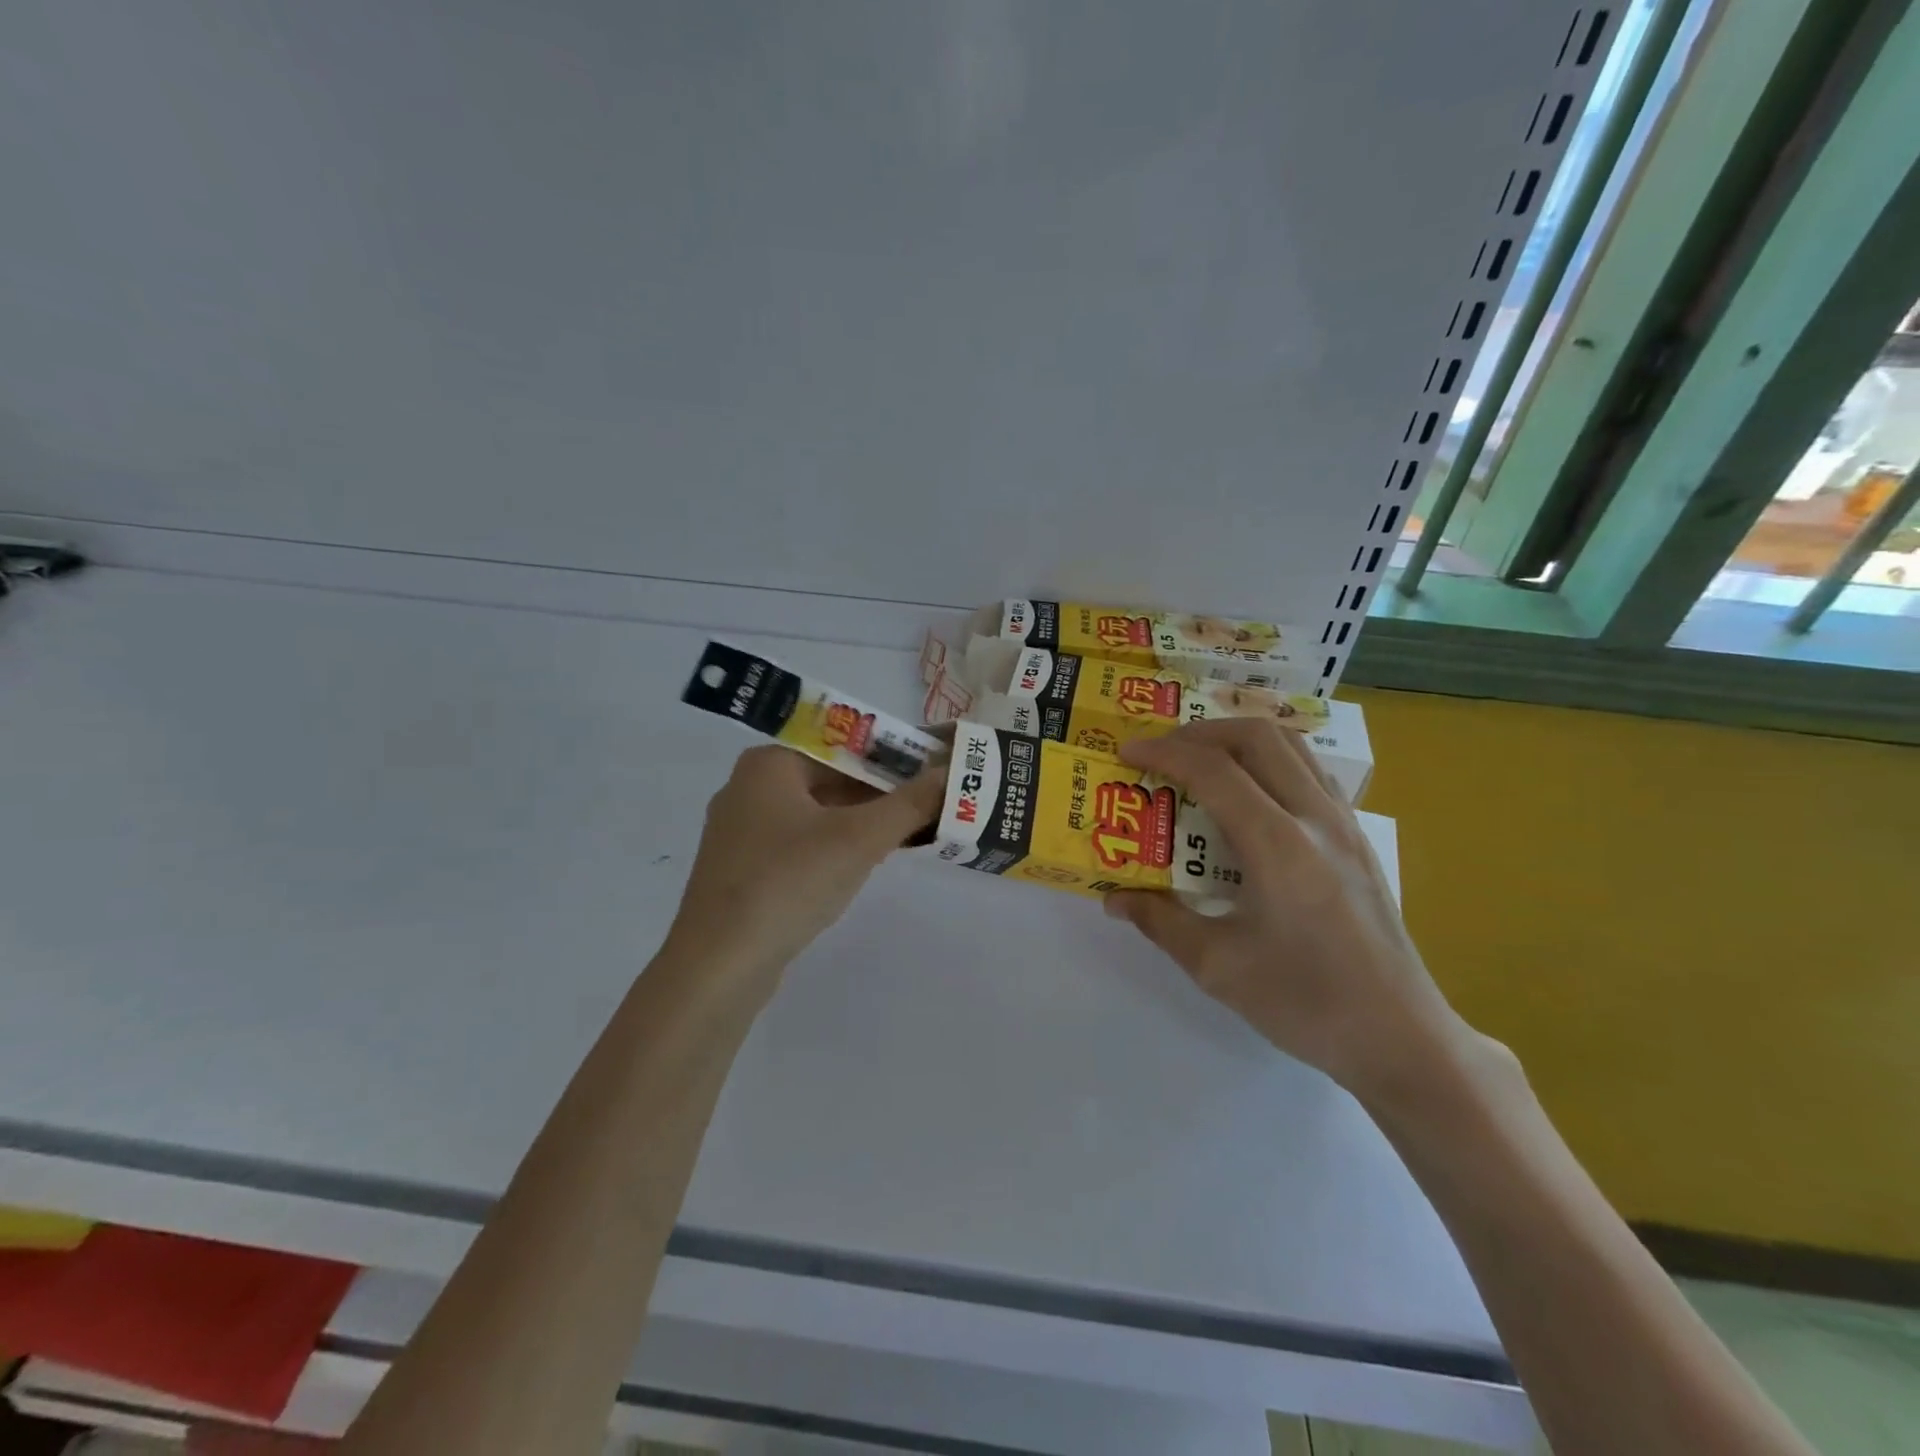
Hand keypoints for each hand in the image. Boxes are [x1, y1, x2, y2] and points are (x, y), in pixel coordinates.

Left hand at [665, 745, 944, 989]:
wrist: (719, 966)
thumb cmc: (789, 882)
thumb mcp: (859, 839)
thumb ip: (910, 803)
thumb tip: (953, 772)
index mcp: (769, 763)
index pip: (844, 746)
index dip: (893, 759)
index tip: (931, 776)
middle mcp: (748, 787)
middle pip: (829, 778)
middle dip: (878, 794)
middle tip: (924, 808)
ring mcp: (740, 832)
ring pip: (814, 813)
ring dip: (858, 823)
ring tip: (903, 836)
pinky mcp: (741, 870)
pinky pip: (798, 844)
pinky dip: (831, 848)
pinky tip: (858, 867)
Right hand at [1104, 718, 1473, 1099]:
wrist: (1401, 1037)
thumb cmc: (1305, 1003)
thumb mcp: (1217, 967)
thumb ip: (1160, 922)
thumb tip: (1113, 898)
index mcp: (1278, 846)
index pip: (1213, 771)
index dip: (1163, 753)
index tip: (1126, 754)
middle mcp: (1315, 819)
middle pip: (1256, 737)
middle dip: (1199, 733)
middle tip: (1161, 753)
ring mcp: (1344, 824)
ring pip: (1291, 745)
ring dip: (1238, 739)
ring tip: (1201, 761)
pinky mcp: (1358, 838)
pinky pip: (1311, 771)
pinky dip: (1271, 759)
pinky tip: (1250, 793)